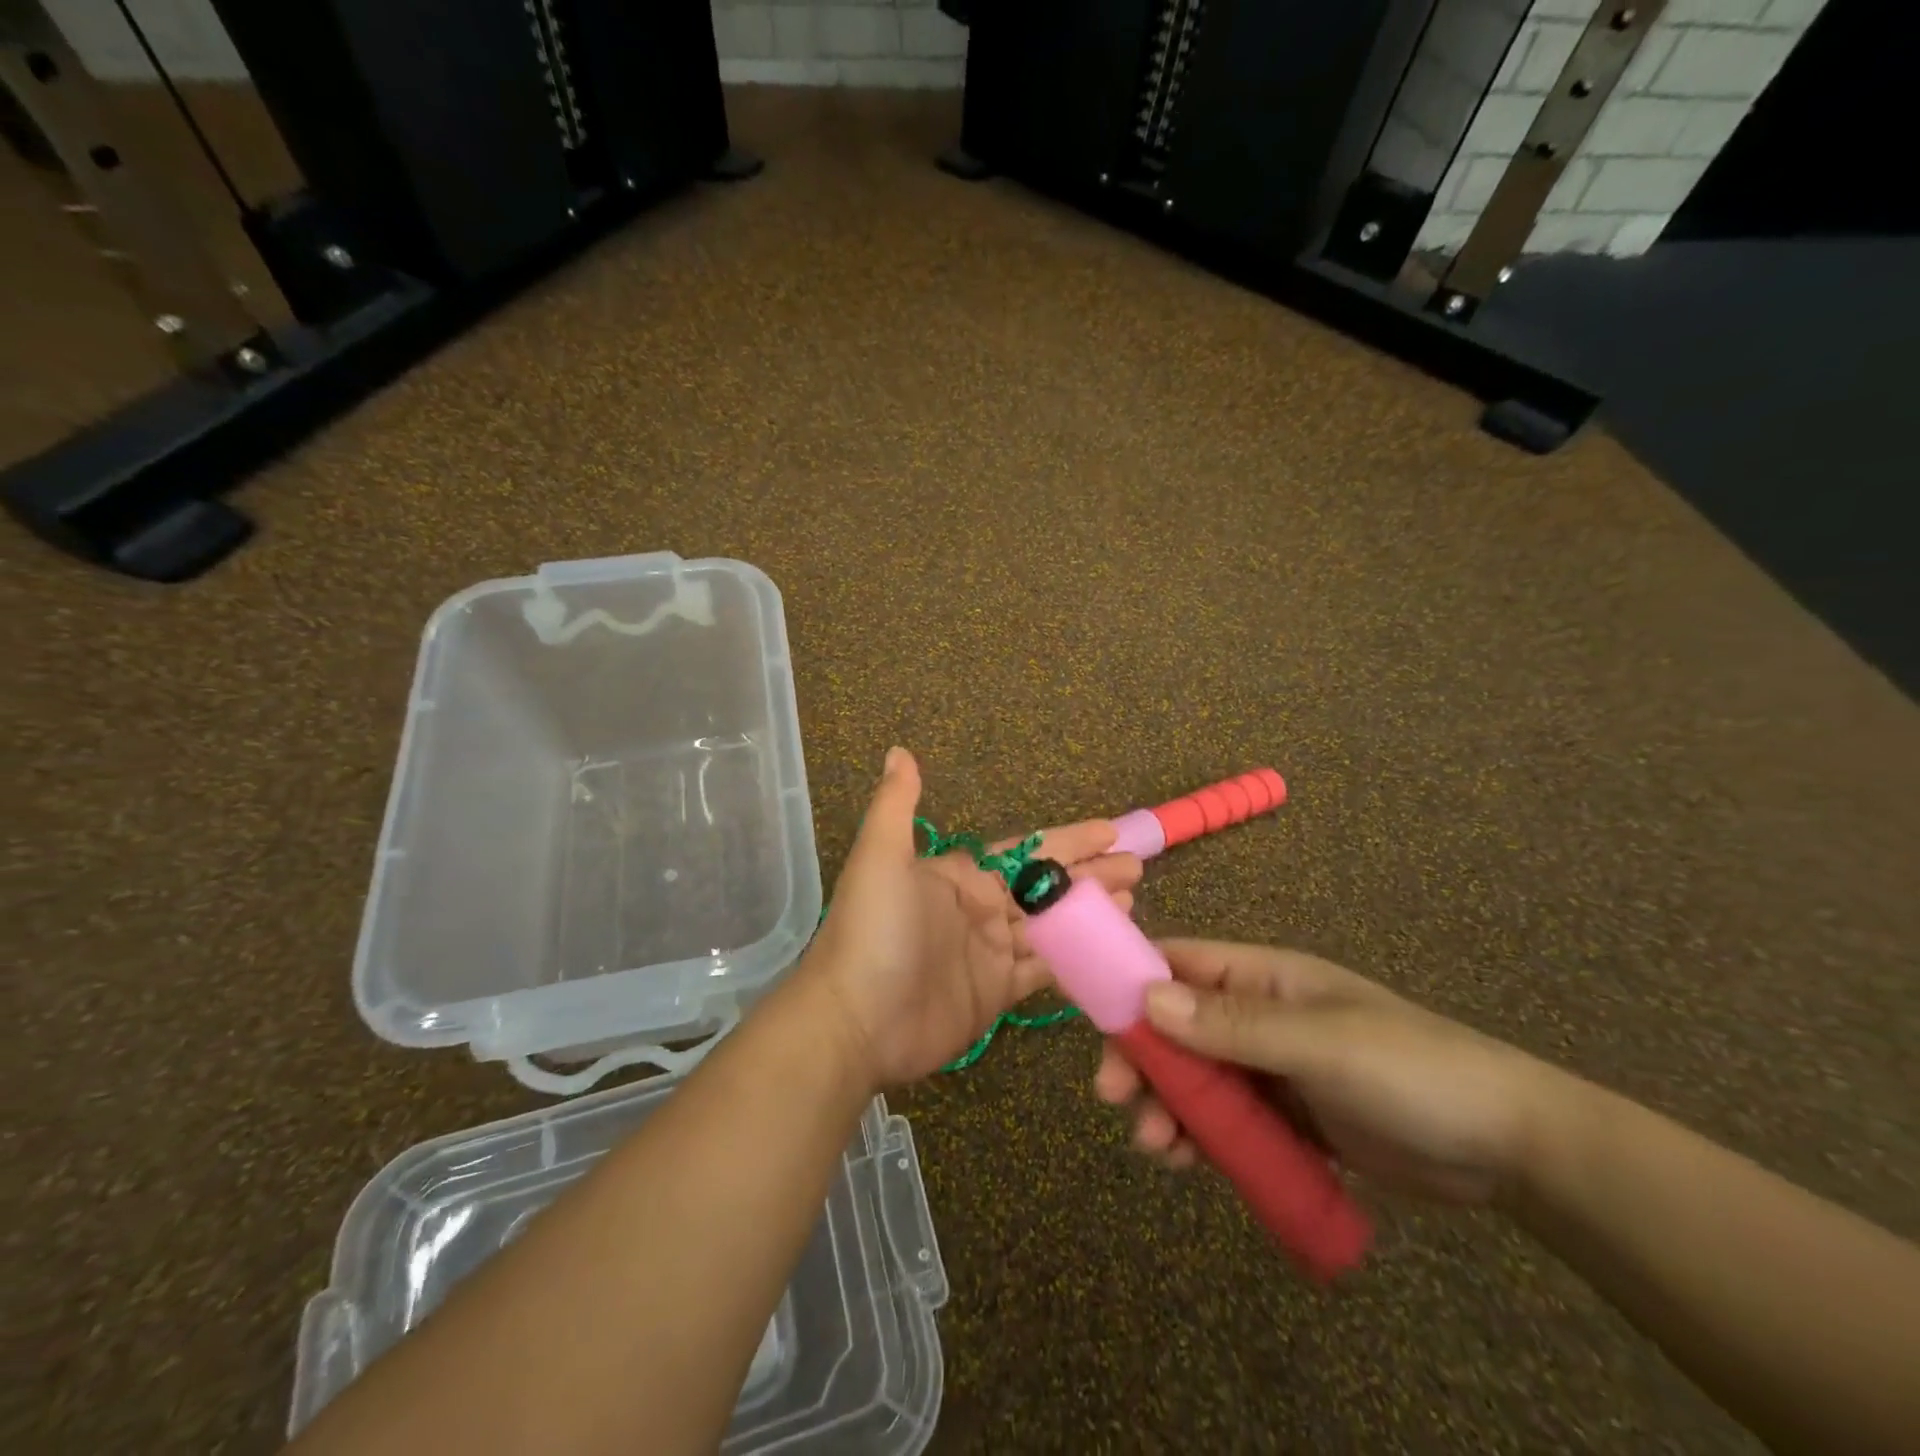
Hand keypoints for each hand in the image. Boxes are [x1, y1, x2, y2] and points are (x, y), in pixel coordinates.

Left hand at [804, 747, 1142, 1088]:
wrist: (855, 1020)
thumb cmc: (874, 931)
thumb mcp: (881, 857)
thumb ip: (897, 804)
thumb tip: (900, 751)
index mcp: (960, 876)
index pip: (1025, 850)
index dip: (1067, 840)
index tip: (1109, 830)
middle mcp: (979, 909)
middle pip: (1046, 887)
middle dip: (1089, 874)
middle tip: (1136, 864)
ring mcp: (990, 953)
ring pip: (1052, 926)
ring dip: (1090, 913)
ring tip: (1133, 899)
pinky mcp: (997, 994)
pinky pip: (1046, 971)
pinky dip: (1077, 959)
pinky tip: (1109, 948)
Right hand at [1094, 940, 1555, 1203]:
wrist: (1507, 1148)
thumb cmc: (1411, 1071)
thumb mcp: (1320, 1043)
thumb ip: (1233, 1024)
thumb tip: (1147, 998)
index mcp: (1262, 977)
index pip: (1178, 963)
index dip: (1131, 984)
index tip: (1095, 1024)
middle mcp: (1257, 1015)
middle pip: (1176, 1027)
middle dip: (1143, 1060)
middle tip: (1116, 1100)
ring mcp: (1271, 1069)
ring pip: (1196, 1079)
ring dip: (1168, 1107)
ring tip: (1157, 1149)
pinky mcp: (1287, 1119)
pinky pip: (1227, 1122)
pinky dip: (1201, 1139)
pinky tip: (1188, 1164)